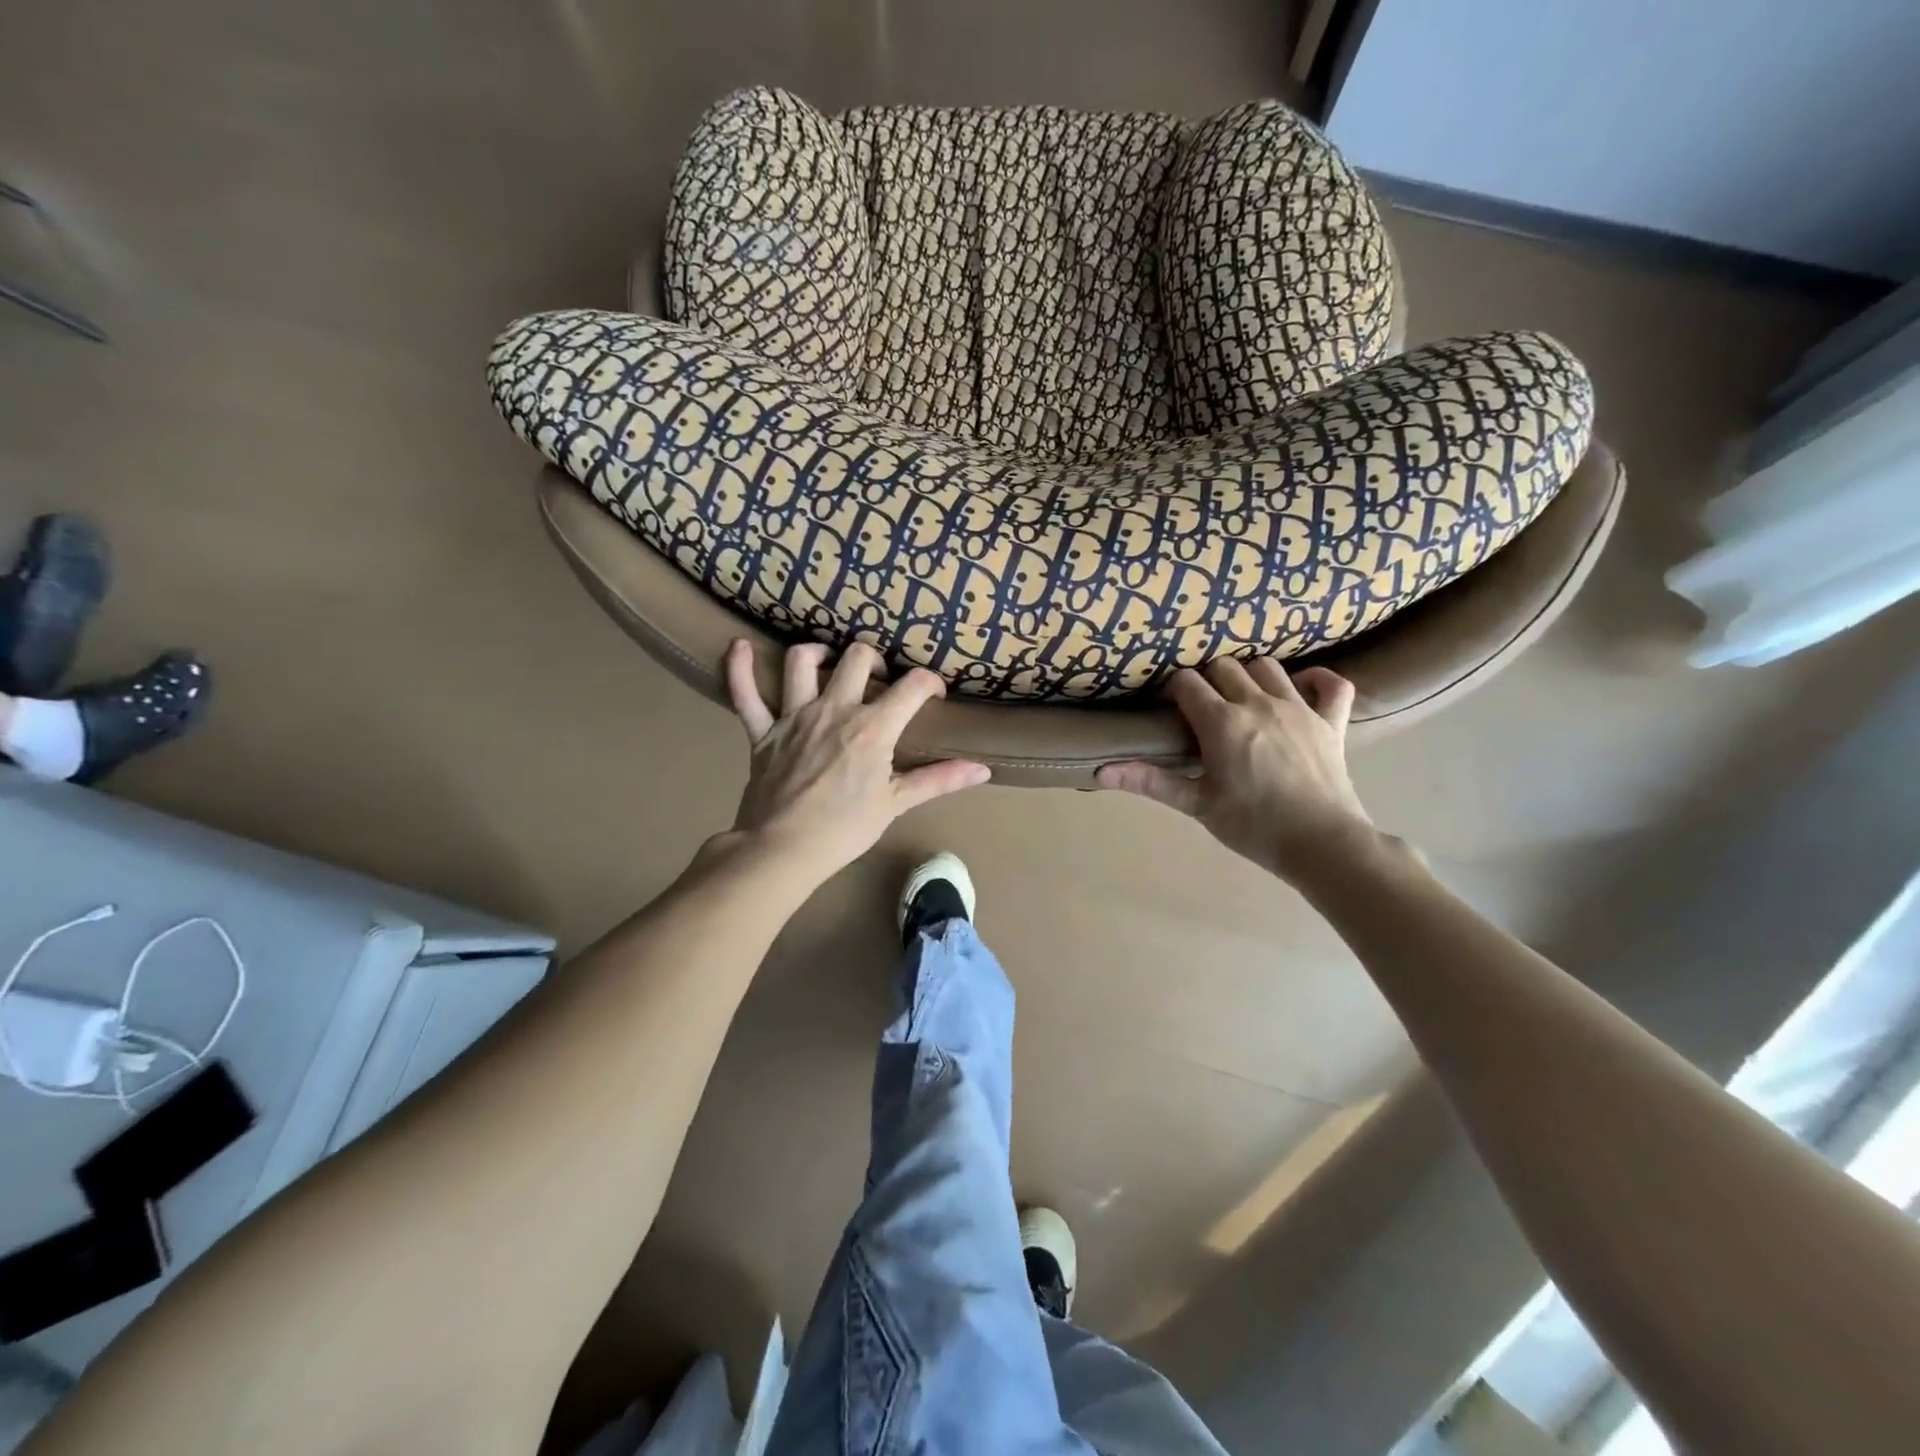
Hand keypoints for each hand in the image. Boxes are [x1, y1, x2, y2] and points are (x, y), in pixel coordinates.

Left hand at [723, 638, 989, 879]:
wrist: (783, 849)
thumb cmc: (845, 829)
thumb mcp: (896, 803)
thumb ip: (939, 780)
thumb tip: (983, 770)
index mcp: (872, 726)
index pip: (912, 686)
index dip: (930, 683)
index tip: (933, 695)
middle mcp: (834, 708)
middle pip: (857, 657)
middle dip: (875, 660)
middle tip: (879, 680)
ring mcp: (794, 716)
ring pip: (802, 662)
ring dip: (817, 652)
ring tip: (828, 659)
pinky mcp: (762, 731)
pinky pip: (744, 693)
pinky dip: (740, 669)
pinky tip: (739, 647)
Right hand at [1097, 659, 1375, 884]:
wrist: (1321, 844)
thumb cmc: (1252, 826)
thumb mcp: (1196, 804)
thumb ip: (1150, 782)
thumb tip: (1101, 772)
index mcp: (1222, 722)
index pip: (1187, 682)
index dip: (1174, 690)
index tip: (1171, 708)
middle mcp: (1259, 703)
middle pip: (1224, 666)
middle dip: (1208, 679)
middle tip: (1204, 707)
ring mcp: (1300, 707)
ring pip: (1268, 666)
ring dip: (1251, 675)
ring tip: (1244, 698)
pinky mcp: (1331, 721)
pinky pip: (1331, 683)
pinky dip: (1316, 680)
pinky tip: (1302, 691)